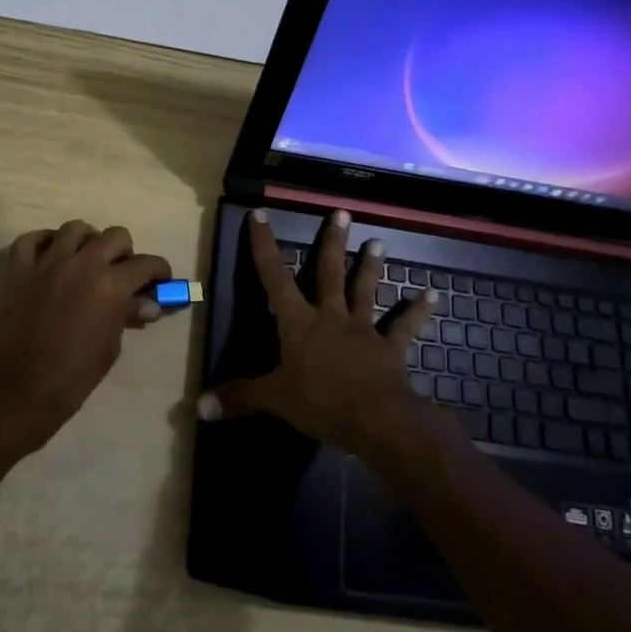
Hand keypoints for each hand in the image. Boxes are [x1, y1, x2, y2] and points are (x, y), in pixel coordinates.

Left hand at [0, 221, 171, 455]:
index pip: (146, 264)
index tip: (160, 280)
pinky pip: (32, 239)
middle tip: (122, 272)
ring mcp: (48, 262)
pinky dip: (44, 242)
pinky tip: (51, 256)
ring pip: (75, 228)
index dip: (159, 271)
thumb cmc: (74, 375)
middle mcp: (82, 263)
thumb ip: (128, 315)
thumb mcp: (111, 346)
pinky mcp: (20, 268)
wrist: (21, 389)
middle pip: (115, 236)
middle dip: (125, 252)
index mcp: (111, 285)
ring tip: (87, 260)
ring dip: (88, 241)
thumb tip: (148, 303)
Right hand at [197, 208, 441, 460]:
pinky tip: (432, 295)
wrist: (376, 419)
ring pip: (365, 291)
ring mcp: (363, 330)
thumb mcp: (274, 399)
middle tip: (341, 213)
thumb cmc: (321, 402)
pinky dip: (417, 311)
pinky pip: (404, 327)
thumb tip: (198, 407)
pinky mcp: (390, 348)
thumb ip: (239, 398)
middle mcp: (330, 317)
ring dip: (371, 267)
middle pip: (329, 273)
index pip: (275, 277)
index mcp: (299, 323)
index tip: (261, 214)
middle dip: (332, 243)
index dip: (265, 246)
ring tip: (379, 242)